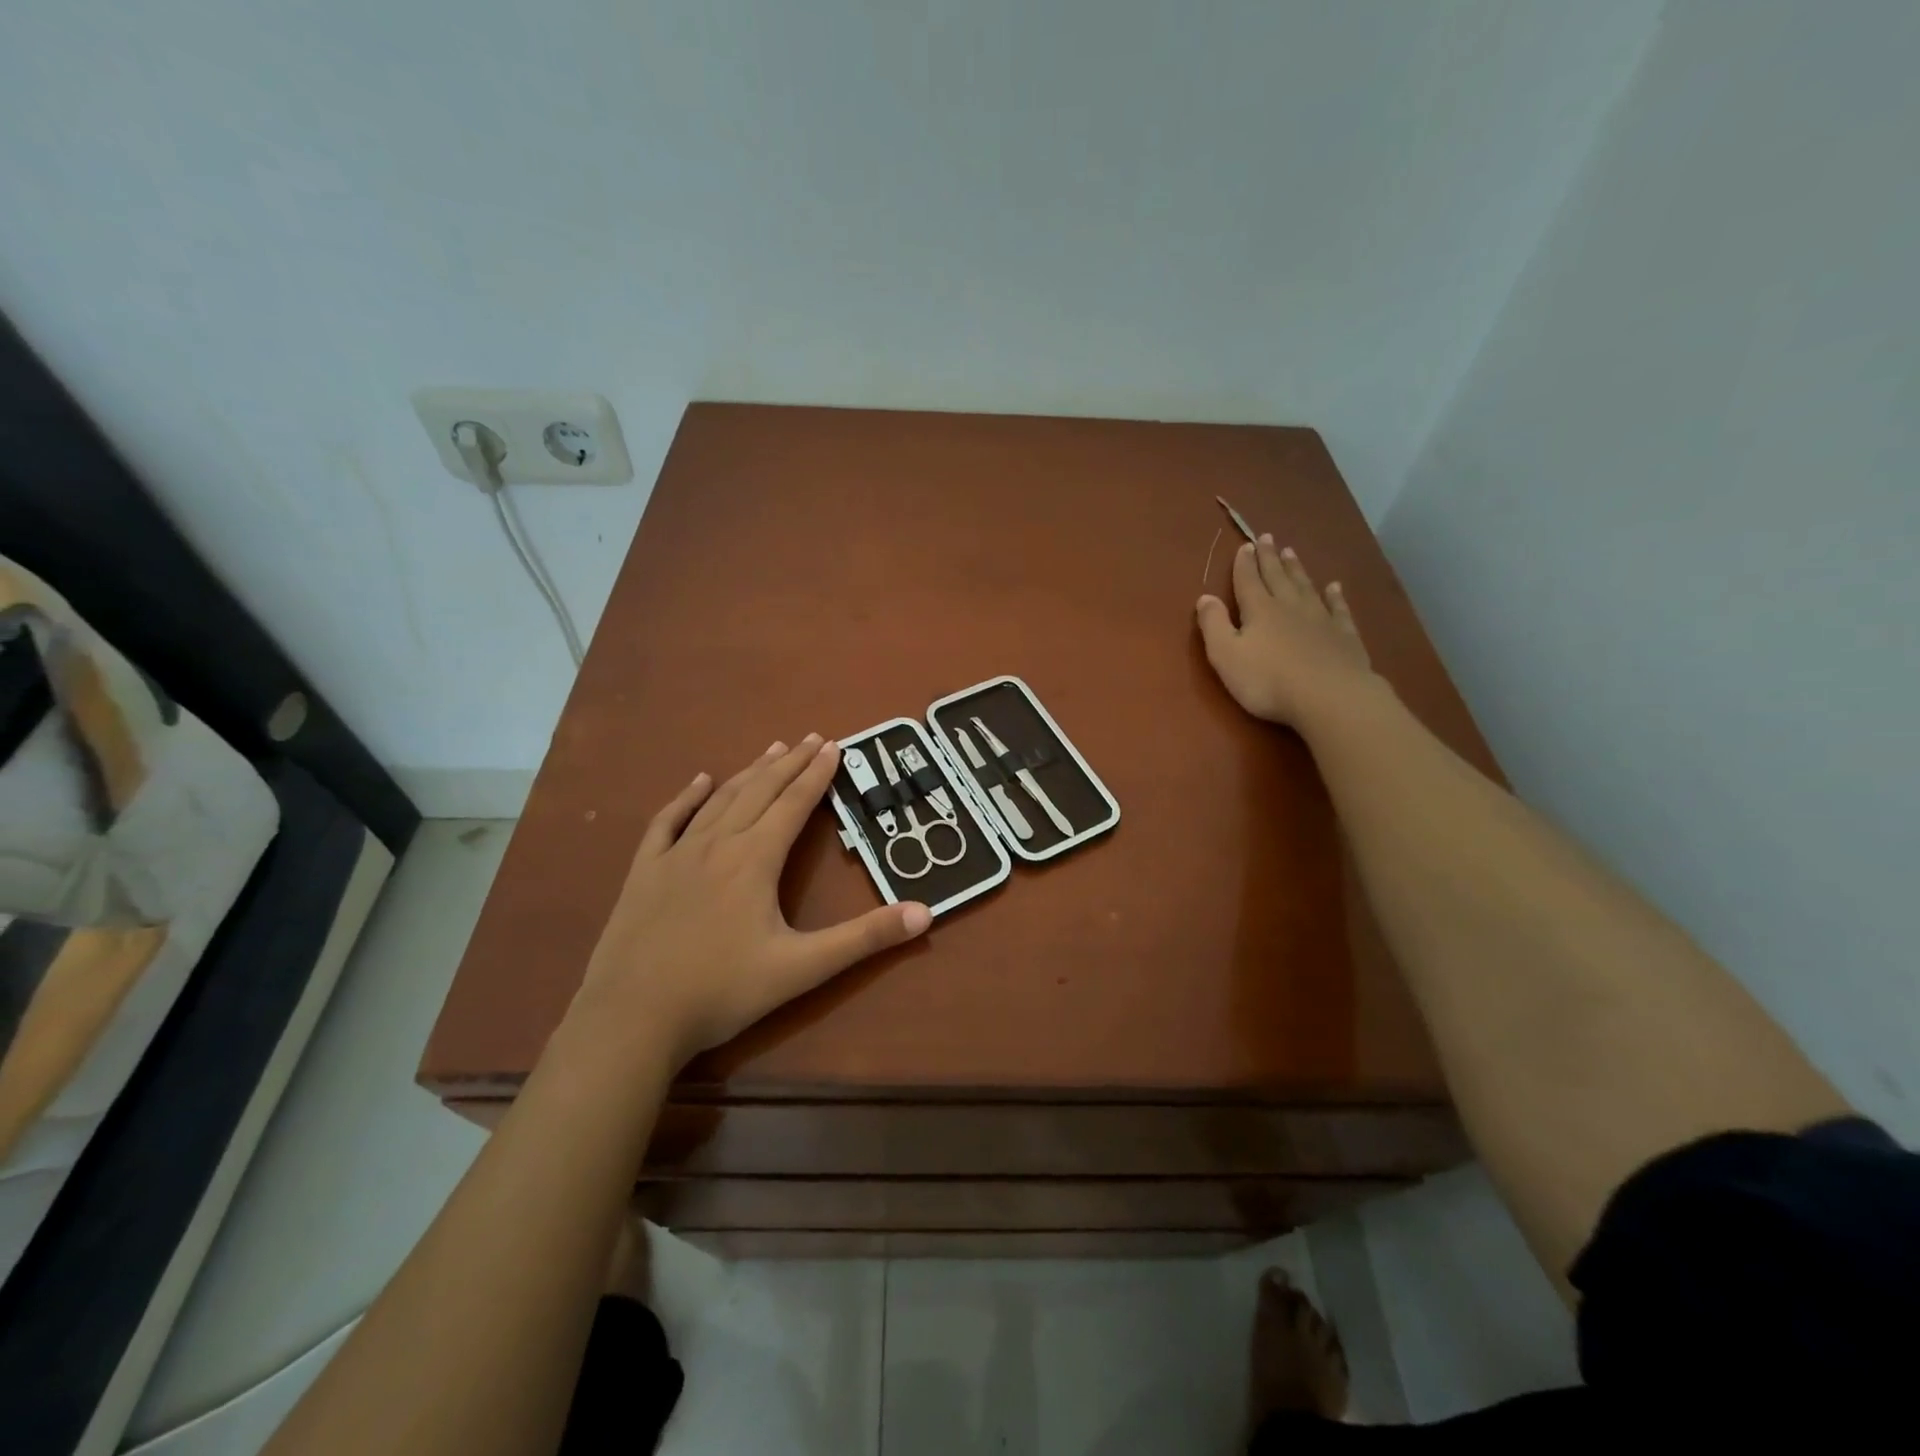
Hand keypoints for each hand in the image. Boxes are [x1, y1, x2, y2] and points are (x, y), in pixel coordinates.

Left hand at [570, 735, 930, 1069]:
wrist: (631, 1019)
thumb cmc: (721, 992)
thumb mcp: (802, 968)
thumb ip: (864, 939)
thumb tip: (925, 913)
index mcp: (755, 860)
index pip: (794, 804)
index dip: (817, 774)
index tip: (835, 745)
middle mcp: (717, 844)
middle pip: (760, 791)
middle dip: (790, 763)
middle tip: (812, 737)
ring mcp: (676, 855)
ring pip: (720, 799)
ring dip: (750, 771)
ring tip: (773, 748)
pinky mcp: (644, 872)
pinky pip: (668, 821)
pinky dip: (687, 796)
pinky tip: (700, 780)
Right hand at [1196, 536, 1377, 727]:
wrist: (1329, 696)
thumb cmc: (1268, 680)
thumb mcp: (1226, 655)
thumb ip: (1213, 625)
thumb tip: (1205, 597)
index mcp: (1259, 610)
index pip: (1248, 581)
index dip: (1244, 564)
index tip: (1245, 546)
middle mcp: (1290, 606)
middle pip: (1277, 577)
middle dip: (1270, 558)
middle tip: (1268, 537)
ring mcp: (1320, 619)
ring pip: (1305, 587)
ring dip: (1296, 569)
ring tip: (1292, 552)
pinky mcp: (1344, 636)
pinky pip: (1338, 609)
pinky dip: (1335, 596)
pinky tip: (1334, 587)